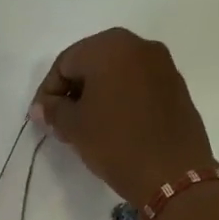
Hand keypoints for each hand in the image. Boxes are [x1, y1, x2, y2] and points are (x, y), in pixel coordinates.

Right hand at [31, 28, 216, 203]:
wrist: (172, 174)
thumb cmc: (116, 143)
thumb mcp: (74, 128)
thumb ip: (53, 111)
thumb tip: (43, 107)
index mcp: (110, 47)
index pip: (65, 63)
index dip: (48, 91)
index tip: (42, 118)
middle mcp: (139, 45)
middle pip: (92, 63)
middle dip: (74, 91)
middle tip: (62, 122)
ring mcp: (162, 65)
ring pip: (116, 73)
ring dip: (97, 95)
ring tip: (87, 127)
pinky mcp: (176, 87)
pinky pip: (137, 85)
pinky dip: (120, 99)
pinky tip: (114, 126)